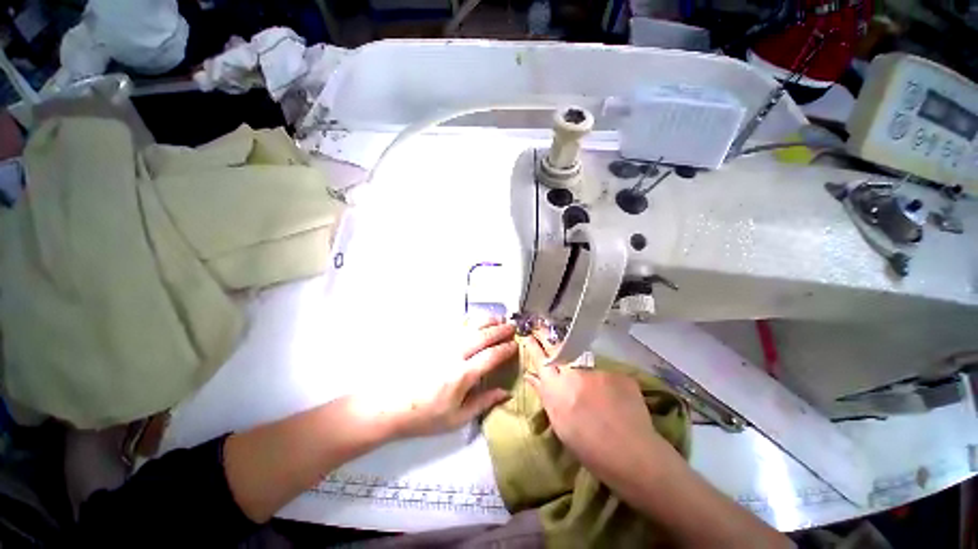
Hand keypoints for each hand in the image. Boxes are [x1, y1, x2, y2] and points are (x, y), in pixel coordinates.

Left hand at [378, 316, 516, 437]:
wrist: (391, 406)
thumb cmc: (425, 416)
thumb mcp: (457, 418)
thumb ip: (483, 402)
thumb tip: (505, 392)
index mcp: (462, 375)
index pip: (490, 356)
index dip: (505, 349)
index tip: (515, 345)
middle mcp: (454, 354)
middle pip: (482, 336)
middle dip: (500, 330)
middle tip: (512, 327)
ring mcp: (442, 345)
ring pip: (469, 327)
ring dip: (486, 321)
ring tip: (498, 319)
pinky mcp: (433, 342)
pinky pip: (456, 327)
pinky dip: (470, 322)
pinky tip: (475, 322)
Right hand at [522, 332, 664, 478]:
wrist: (631, 455)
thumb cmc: (588, 446)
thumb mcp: (559, 423)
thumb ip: (544, 394)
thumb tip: (531, 375)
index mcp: (556, 389)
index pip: (540, 359)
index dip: (533, 346)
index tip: (528, 335)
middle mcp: (574, 373)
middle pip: (558, 349)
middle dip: (548, 338)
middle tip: (543, 330)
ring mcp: (597, 370)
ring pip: (582, 361)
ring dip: (580, 366)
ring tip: (590, 387)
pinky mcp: (617, 372)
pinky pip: (603, 371)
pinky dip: (604, 381)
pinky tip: (613, 398)